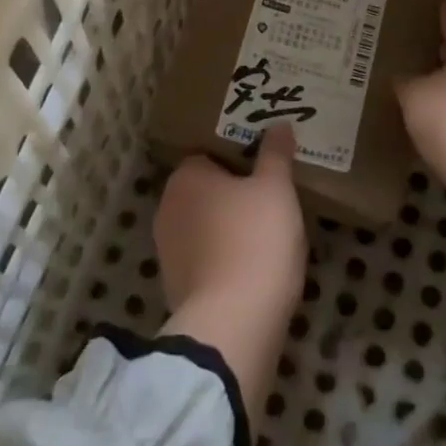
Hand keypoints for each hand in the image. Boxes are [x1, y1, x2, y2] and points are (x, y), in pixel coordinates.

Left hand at [153, 123, 307, 320]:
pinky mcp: (175, 287)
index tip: (265, 170)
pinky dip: (223, 260)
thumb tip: (279, 124)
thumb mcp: (276, 188)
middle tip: (270, 199)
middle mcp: (167, 207)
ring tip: (265, 235)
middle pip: (204, 191)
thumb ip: (276, 154)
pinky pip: (204, 260)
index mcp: (186, 177)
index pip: (208, 155)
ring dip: (226, 229)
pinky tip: (252, 267)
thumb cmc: (256, 239)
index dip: (237, 160)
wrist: (234, 322)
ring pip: (203, 227)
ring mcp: (167, 250)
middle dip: (231, 195)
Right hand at [396, 0, 445, 206]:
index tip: (399, 5)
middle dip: (428, 47)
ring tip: (398, 77)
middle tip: (390, 43)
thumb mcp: (415, 94)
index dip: (425, 9)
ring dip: (435, 79)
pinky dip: (442, 105)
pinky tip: (415, 110)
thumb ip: (404, 79)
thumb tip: (399, 75)